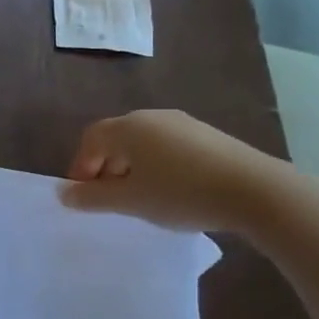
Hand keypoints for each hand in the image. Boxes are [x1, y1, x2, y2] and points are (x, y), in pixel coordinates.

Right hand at [60, 110, 299, 234]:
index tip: (84, 195)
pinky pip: (170, 147)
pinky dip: (160, 166)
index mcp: (128, 127)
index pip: (91, 139)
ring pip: (144, 143)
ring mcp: (184, 124)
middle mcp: (152, 117)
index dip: (81, 166)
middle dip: (106, 167)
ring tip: (142, 197)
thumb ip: (92, 198)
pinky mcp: (209, 136)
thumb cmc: (180, 193)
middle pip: (117, 138)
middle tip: (110, 198)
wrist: (256, 191)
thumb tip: (63, 193)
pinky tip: (173, 191)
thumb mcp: (130, 201)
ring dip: (133, 168)